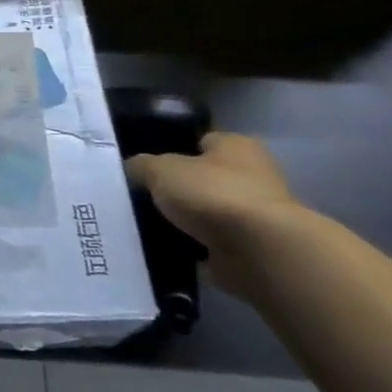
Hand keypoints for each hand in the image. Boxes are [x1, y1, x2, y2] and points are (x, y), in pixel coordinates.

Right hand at [126, 133, 298, 295]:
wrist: (259, 252)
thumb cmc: (213, 195)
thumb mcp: (161, 170)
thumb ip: (141, 166)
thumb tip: (133, 169)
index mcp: (236, 145)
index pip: (200, 140)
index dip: (172, 149)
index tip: (145, 165)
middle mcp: (252, 174)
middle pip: (203, 177)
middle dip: (177, 188)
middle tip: (140, 196)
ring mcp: (254, 213)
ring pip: (206, 212)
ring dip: (184, 220)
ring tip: (146, 224)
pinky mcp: (252, 247)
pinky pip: (210, 243)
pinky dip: (192, 247)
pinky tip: (164, 248)